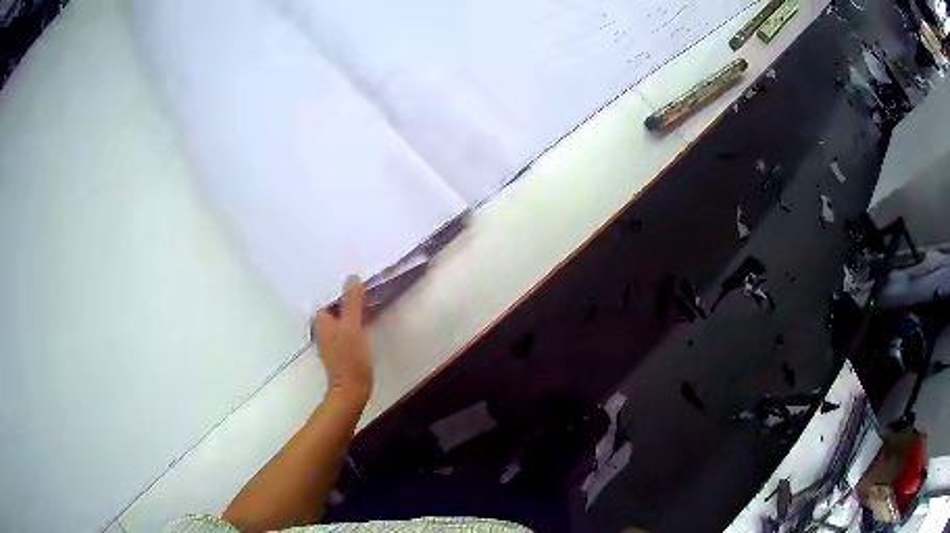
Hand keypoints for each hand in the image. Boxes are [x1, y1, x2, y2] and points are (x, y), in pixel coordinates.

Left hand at [311, 276, 371, 401]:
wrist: (353, 389)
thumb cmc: (350, 358)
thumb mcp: (352, 327)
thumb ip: (351, 302)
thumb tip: (352, 277)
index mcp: (321, 320)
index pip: (328, 295)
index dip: (341, 286)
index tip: (356, 277)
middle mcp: (324, 327)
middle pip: (336, 304)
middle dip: (348, 295)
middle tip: (366, 283)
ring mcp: (333, 337)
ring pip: (344, 314)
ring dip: (354, 306)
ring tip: (370, 295)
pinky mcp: (343, 346)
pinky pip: (349, 325)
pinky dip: (357, 318)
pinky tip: (369, 315)